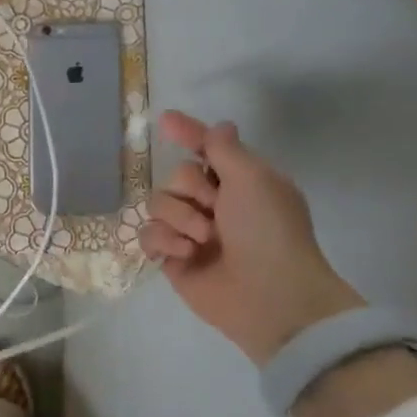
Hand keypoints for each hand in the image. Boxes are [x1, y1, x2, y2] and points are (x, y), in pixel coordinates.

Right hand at [141, 110, 363, 364]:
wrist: (269, 296)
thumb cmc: (269, 231)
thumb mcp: (254, 179)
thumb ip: (225, 150)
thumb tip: (220, 126)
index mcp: (240, 181)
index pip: (207, 149)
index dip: (188, 133)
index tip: (166, 120)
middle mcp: (214, 203)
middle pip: (175, 176)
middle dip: (189, 190)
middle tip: (215, 209)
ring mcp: (191, 232)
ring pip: (157, 204)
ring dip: (180, 218)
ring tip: (204, 240)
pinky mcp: (173, 258)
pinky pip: (148, 234)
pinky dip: (165, 241)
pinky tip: (186, 255)